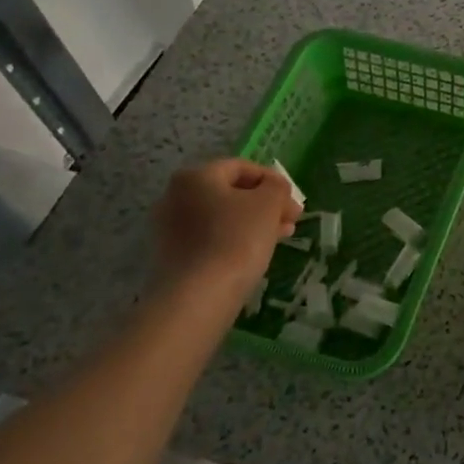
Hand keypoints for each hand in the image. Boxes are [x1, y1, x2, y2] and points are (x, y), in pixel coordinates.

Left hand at [152, 159, 301, 313]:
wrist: (198, 296)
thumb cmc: (237, 238)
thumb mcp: (269, 203)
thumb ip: (276, 186)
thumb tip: (273, 187)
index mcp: (196, 176)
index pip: (241, 167)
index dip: (273, 179)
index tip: (293, 198)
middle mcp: (175, 196)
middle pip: (230, 193)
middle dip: (265, 204)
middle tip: (292, 219)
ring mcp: (170, 228)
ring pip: (222, 217)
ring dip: (254, 222)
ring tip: (281, 237)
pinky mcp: (172, 256)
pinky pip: (211, 238)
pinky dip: (235, 239)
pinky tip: (257, 253)